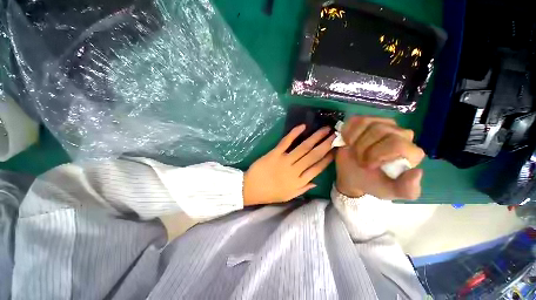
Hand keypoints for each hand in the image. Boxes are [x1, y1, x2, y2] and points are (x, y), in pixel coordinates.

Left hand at [243, 125, 334, 205]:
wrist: (250, 189)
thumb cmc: (270, 193)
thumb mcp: (289, 196)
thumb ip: (303, 189)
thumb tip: (316, 182)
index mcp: (299, 182)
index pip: (317, 168)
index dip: (328, 159)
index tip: (336, 150)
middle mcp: (295, 170)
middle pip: (313, 155)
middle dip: (326, 144)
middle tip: (335, 135)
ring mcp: (284, 160)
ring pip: (303, 147)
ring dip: (315, 137)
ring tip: (326, 129)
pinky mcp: (274, 153)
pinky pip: (286, 142)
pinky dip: (294, 133)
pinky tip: (302, 127)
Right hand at [335, 116, 424, 199]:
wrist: (353, 175)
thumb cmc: (372, 183)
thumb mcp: (390, 192)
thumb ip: (407, 189)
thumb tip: (417, 172)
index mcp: (410, 152)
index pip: (397, 144)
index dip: (376, 155)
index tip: (367, 166)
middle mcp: (401, 134)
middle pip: (380, 131)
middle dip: (363, 148)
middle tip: (358, 160)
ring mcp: (383, 124)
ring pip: (367, 123)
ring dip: (354, 140)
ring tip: (353, 150)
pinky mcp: (367, 121)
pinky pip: (356, 120)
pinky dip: (348, 132)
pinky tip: (348, 141)